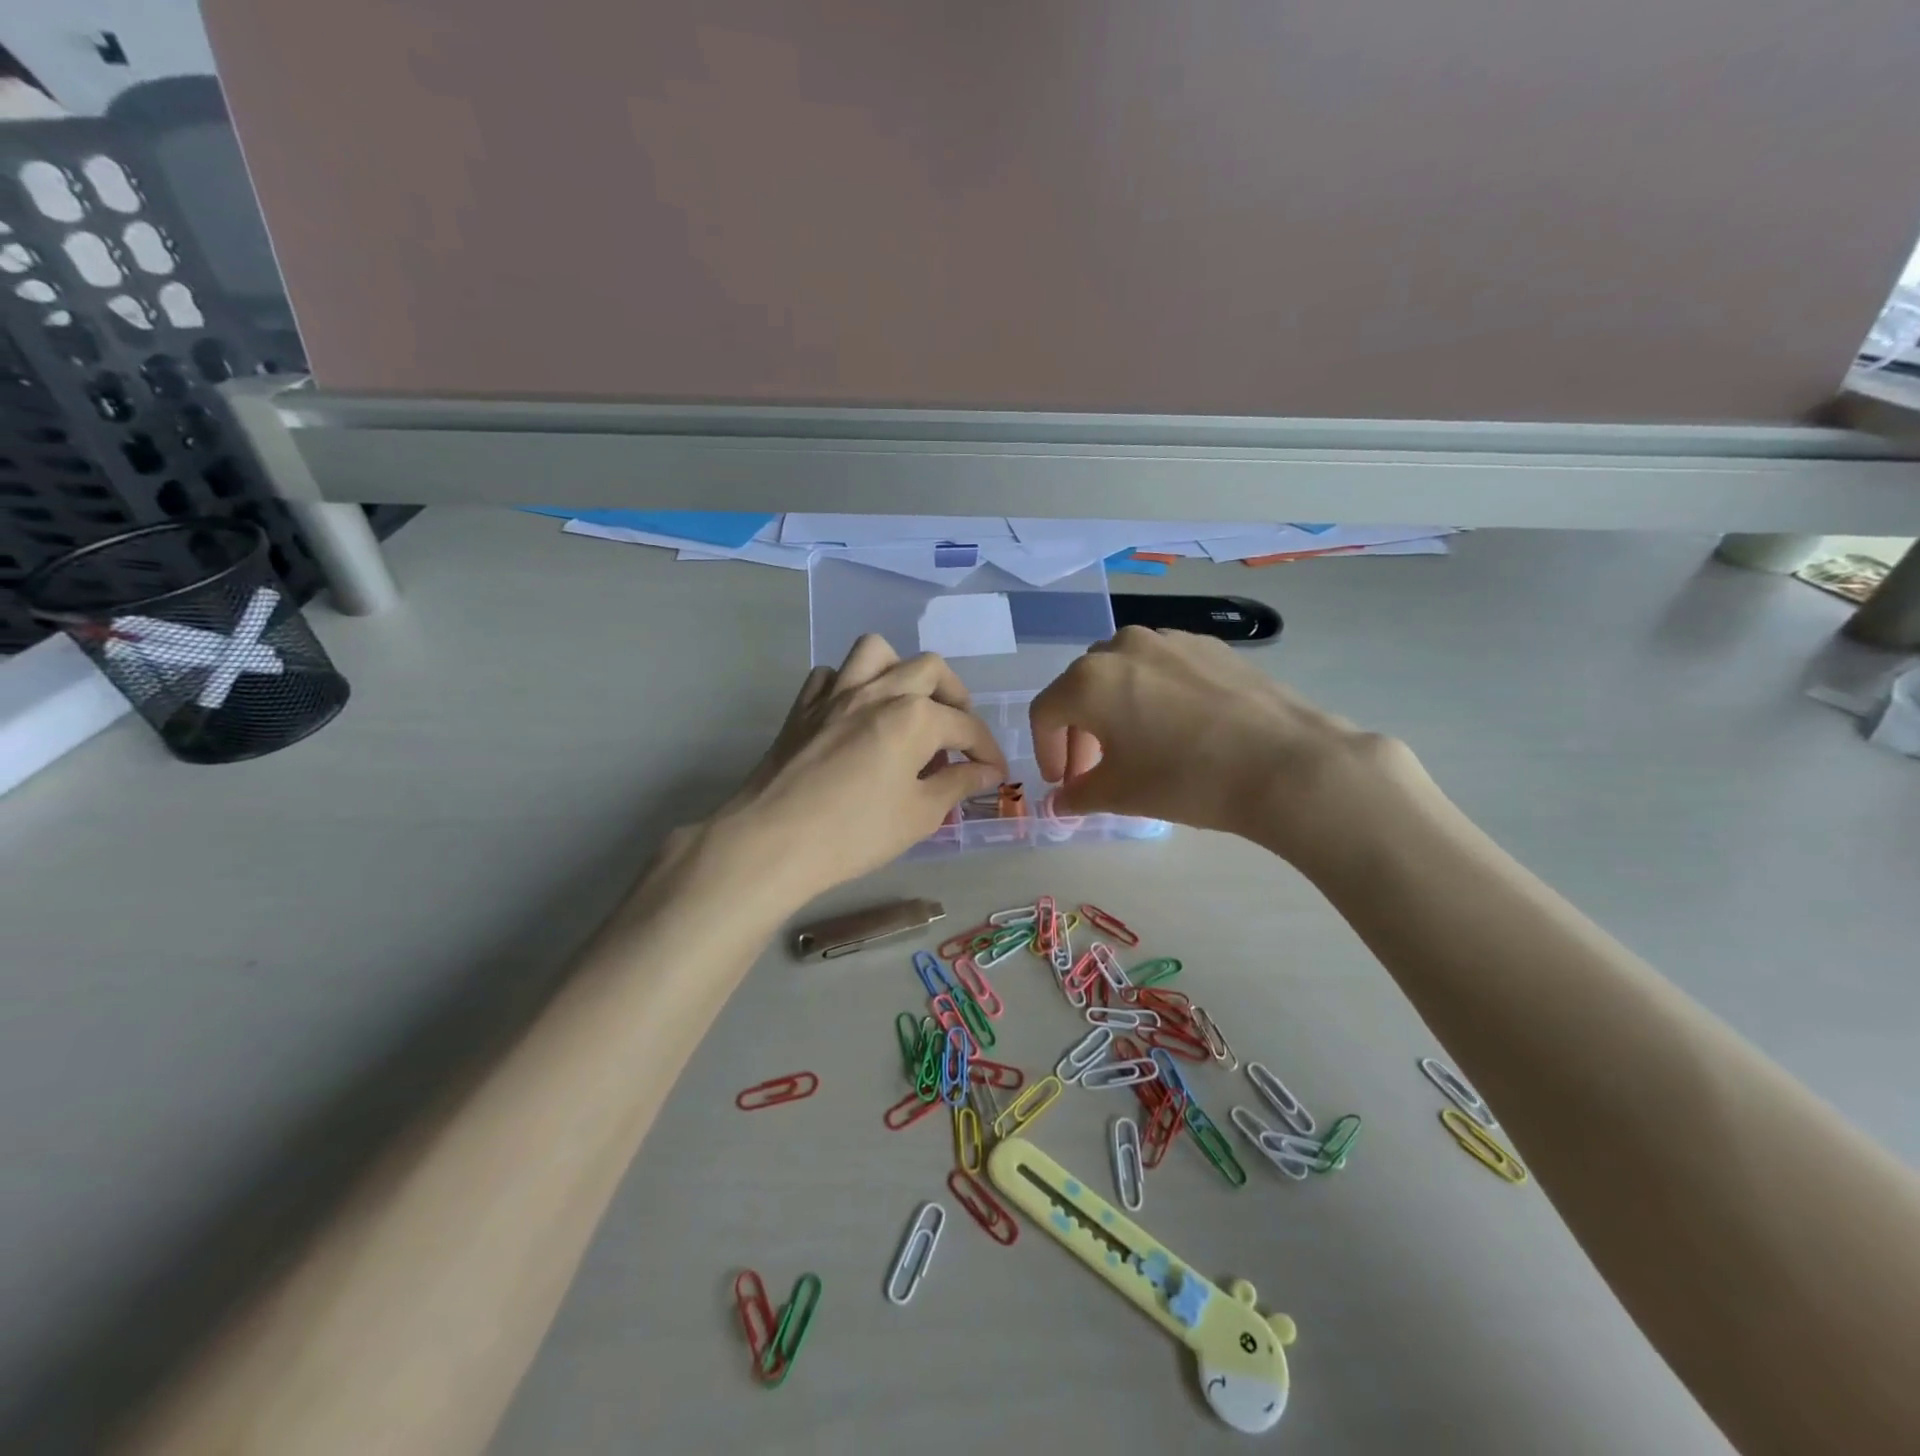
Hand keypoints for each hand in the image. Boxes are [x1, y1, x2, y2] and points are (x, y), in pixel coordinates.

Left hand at [710, 635, 1007, 905]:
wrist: (773, 842)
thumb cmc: (855, 833)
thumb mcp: (920, 815)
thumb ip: (958, 785)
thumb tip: (986, 772)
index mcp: (914, 716)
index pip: (966, 726)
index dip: (988, 750)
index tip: (995, 773)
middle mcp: (878, 691)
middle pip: (929, 670)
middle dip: (955, 697)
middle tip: (958, 733)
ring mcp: (835, 693)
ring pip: (876, 651)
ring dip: (900, 670)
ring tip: (908, 704)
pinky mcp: (802, 707)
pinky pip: (830, 676)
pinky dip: (848, 685)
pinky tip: (855, 714)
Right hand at [1030, 627, 1414, 868]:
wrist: (1285, 763)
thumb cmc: (1187, 778)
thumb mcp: (1122, 794)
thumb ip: (1079, 795)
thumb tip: (1061, 802)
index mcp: (1089, 679)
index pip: (1045, 713)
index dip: (1047, 751)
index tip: (1064, 783)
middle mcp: (1123, 646)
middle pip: (1081, 688)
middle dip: (1080, 731)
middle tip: (1095, 770)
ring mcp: (1170, 640)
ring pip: (1122, 673)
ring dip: (1115, 709)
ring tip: (1138, 746)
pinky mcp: (1209, 646)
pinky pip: (1163, 668)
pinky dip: (1154, 695)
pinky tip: (1180, 729)